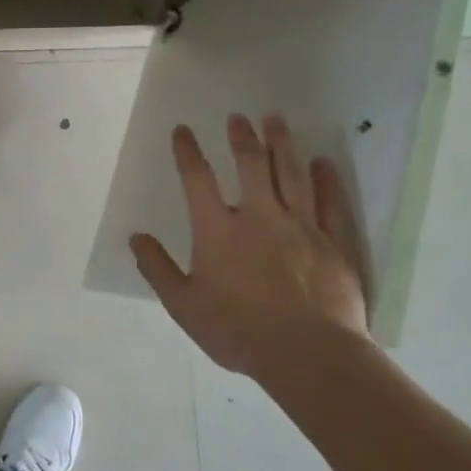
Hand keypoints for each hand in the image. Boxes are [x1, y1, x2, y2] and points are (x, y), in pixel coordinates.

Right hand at [131, 112, 368, 379]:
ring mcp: (301, 226)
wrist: (309, 354)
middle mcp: (259, 216)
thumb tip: (137, 238)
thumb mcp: (184, 305)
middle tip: (239, 116)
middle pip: (250, 164)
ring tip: (276, 120)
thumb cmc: (238, 330)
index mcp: (218, 230)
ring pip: (291, 174)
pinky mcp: (333, 242)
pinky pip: (330, 202)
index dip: (187, 152)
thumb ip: (158, 269)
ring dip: (282, 144)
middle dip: (241, 137)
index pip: (197, 179)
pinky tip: (323, 162)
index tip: (182, 130)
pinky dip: (326, 179)